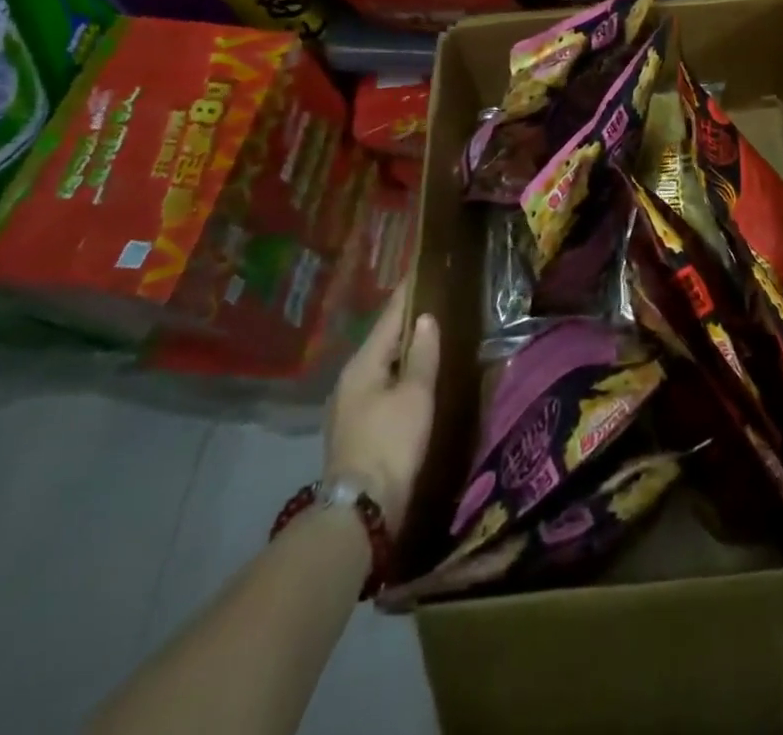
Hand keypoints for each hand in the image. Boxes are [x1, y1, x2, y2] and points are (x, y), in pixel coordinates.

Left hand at [324, 282, 439, 533]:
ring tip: (428, 338)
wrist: (360, 510)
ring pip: (380, 366)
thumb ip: (422, 354)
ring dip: (402, 352)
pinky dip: (398, 376)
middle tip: (434, 303)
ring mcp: (348, 406)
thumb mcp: (416, 395)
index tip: (421, 272)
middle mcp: (349, 379)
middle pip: (382, 341)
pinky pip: (379, 388)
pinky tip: (414, 379)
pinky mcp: (354, 429)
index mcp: (362, 364)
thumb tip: (425, 318)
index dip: (406, 295)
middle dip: (405, 324)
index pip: (388, 318)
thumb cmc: (391, 442)